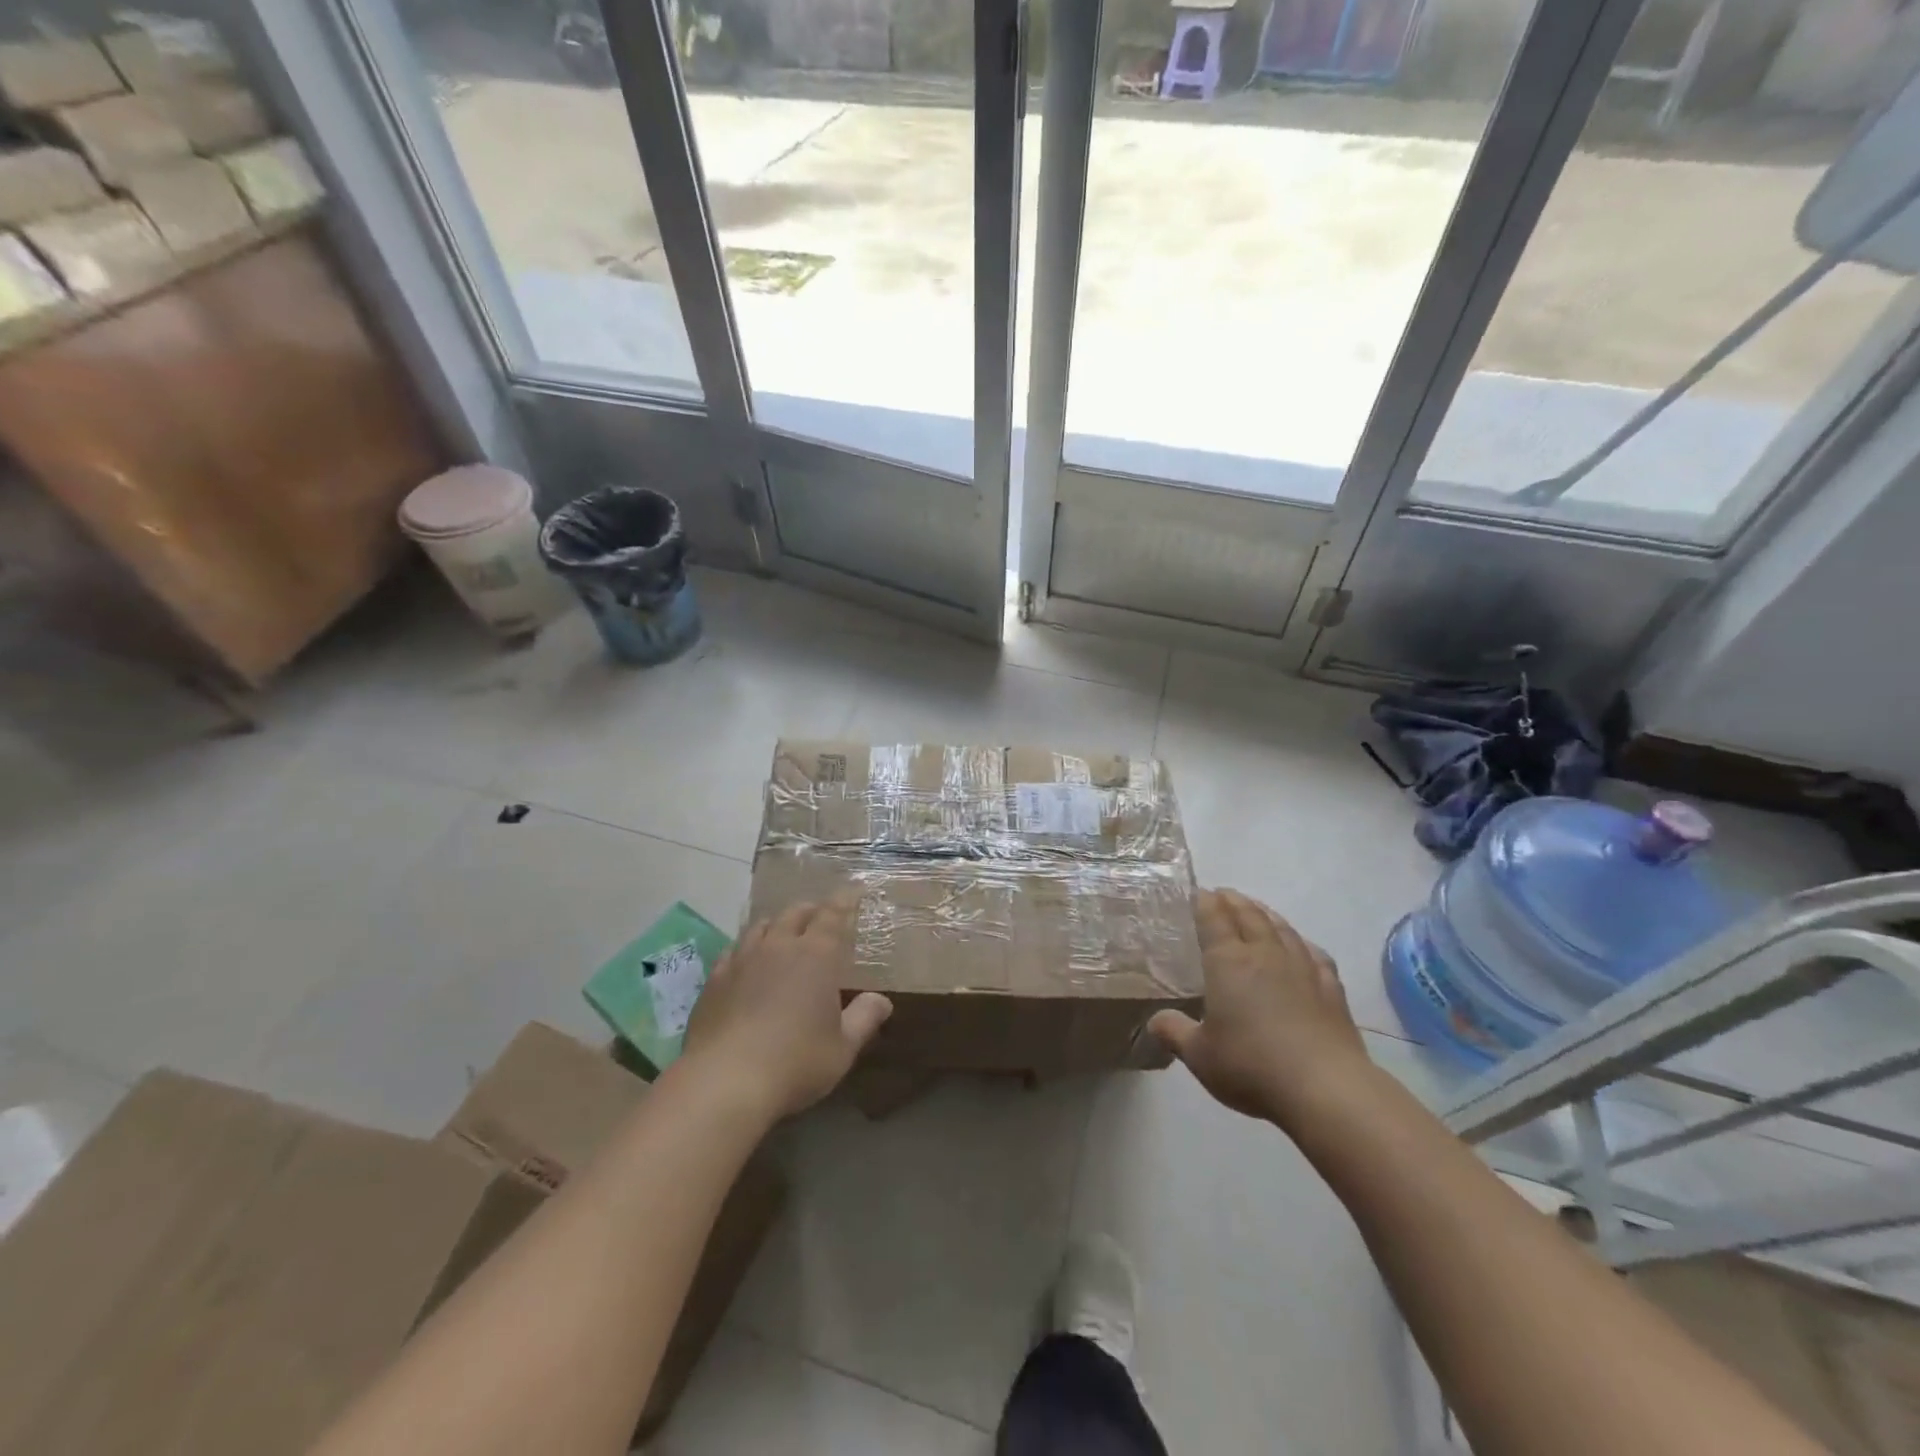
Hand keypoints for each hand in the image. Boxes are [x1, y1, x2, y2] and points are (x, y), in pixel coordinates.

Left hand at [682, 897, 892, 1121]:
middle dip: (811, 909)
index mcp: (816, 955)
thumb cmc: (795, 1062)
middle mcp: (778, 946)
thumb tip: (882, 1000)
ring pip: (760, 926)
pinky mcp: (714, 980)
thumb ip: (864, 1018)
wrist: (724, 1081)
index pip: (833, 915)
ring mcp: (742, 960)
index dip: (844, 900)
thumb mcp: (842, 1048)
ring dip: (776, 923)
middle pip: (794, 913)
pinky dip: (746, 947)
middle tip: (820, 914)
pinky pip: (733, 950)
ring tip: (783, 931)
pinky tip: (746, 961)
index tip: (853, 890)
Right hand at [1149, 888, 1373, 1129]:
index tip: (1196, 893)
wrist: (1325, 1088)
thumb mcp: (1199, 1055)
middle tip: (1222, 894)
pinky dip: (1302, 943)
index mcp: (1228, 962)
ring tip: (1256, 909)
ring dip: (1266, 914)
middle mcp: (1264, 954)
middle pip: (1248, 915)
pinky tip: (1302, 946)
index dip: (1203, 902)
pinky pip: (1314, 953)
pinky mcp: (1331, 989)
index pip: (1213, 918)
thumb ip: (1174, 1032)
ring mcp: (1302, 968)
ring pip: (1282, 928)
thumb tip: (1154, 1021)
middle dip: (1233, 901)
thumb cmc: (1251, 1066)